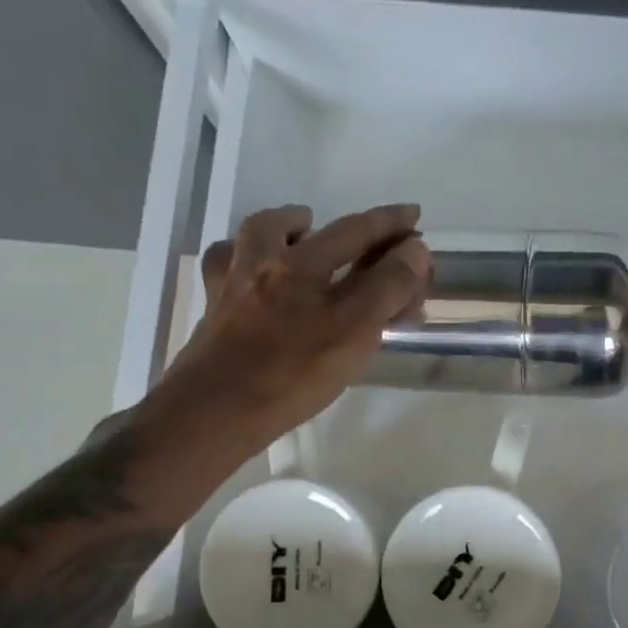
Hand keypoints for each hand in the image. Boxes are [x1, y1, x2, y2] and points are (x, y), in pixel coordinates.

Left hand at [156, 203, 429, 447]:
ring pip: (258, 239)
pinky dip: (247, 263)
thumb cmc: (292, 373)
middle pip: (309, 229)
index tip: (413, 215)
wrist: (213, 412)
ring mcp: (232, 286)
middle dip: (345, 226)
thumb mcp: (355, 330)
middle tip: (371, 233)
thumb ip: (388, 286)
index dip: (389, 223)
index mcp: (303, 264)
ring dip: (287, 229)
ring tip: (306, 238)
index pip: (356, 231)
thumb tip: (414, 249)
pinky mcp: (214, 313)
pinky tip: (257, 277)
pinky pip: (231, 272)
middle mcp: (264, 262)